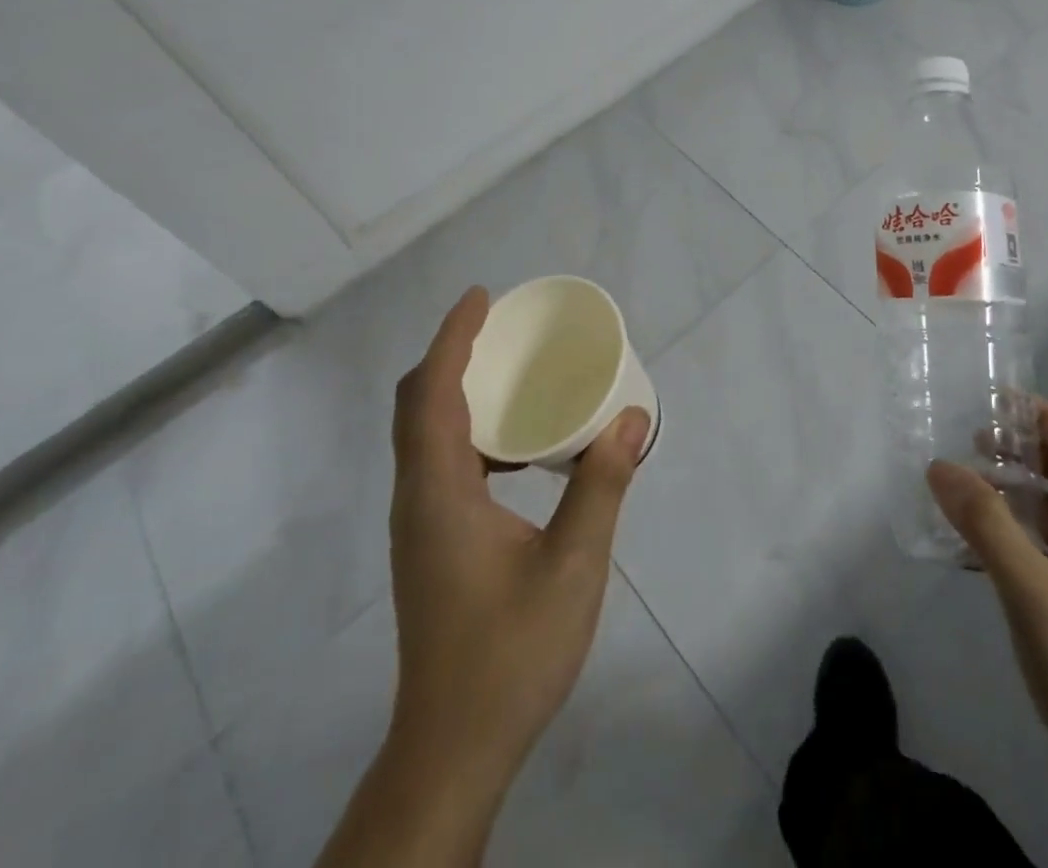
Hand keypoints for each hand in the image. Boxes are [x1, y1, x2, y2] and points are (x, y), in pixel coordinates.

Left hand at [318, 286, 649, 866]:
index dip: (452, 338)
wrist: (454, 748)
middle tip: (500, 327)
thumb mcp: (573, 565)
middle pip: (416, 405)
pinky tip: (516, 447)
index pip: (430, 393)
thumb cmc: (510, 653)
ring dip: (456, 390)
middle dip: (451, 354)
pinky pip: (440, 462)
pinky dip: (468, 430)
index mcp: (439, 493)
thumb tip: (631, 417)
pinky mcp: (430, 544)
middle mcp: (417, 499)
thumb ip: (602, 484)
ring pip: (424, 435)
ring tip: (510, 372)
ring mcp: (419, 524)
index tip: (482, 298)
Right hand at [928, 403, 1047, 867]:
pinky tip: (986, 553)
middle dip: (1027, 454)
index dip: (1045, 421)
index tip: (998, 402)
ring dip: (1022, 495)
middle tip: (974, 443)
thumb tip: (940, 465)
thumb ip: (986, 525)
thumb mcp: (1033, 593)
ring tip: (972, 488)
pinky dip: (1024, 536)